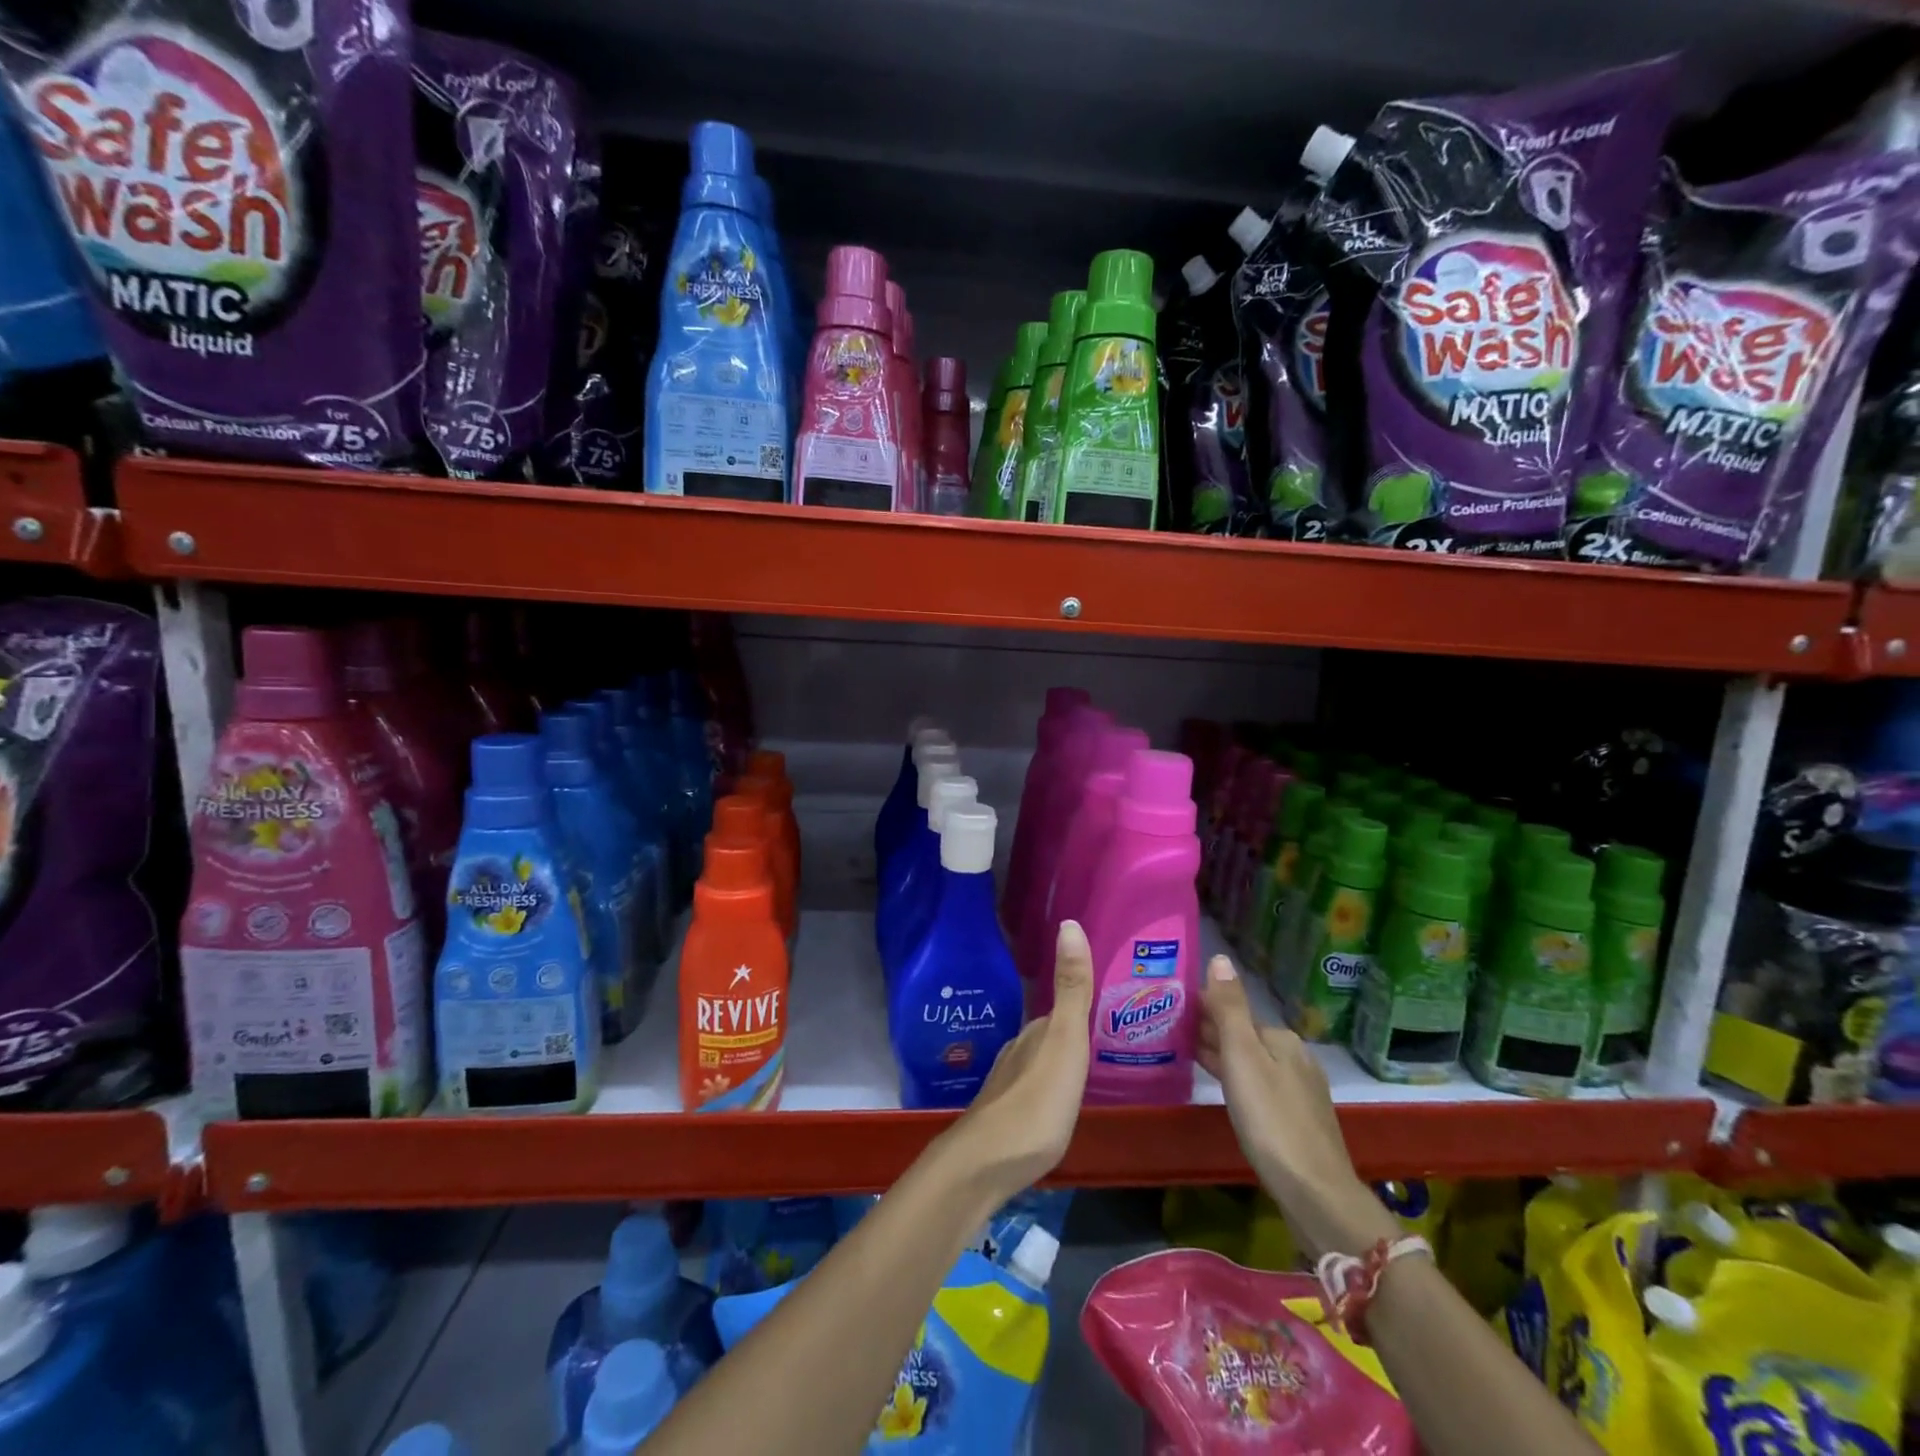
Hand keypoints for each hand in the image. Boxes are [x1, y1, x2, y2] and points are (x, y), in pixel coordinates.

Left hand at [947, 919, 1093, 1202]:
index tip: (1109, 1001)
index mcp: (1036, 1032)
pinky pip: (1035, 1090)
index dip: (1081, 1002)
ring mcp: (1009, 1085)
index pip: (1061, 1008)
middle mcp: (1019, 1051)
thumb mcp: (1065, 1041)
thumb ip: (1071, 989)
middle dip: (1072, 1030)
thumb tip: (1069, 922)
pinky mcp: (1006, 1117)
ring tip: (1090, 1068)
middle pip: (1050, 1034)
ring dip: (1060, 1060)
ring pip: (1040, 1061)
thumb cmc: (1036, 1101)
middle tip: (1109, 1033)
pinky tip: (1060, 1103)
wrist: (985, 1164)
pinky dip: (1051, 1088)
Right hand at [1199, 955, 1397, 1258]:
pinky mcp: (1298, 1120)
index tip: (1171, 1011)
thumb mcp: (1242, 1057)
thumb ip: (1229, 1008)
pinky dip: (1236, 1080)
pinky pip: (1259, 1086)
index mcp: (1281, 1038)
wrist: (1314, 1192)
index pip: (1234, 1012)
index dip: (1202, 1009)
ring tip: (1185, 1054)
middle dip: (1211, 1031)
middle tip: (1170, 1032)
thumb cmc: (1270, 1118)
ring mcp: (1300, 1091)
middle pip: (1244, 1036)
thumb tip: (1220, 957)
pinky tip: (1222, 1088)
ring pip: (1252, 1062)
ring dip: (1222, 1056)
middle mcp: (1295, 1057)